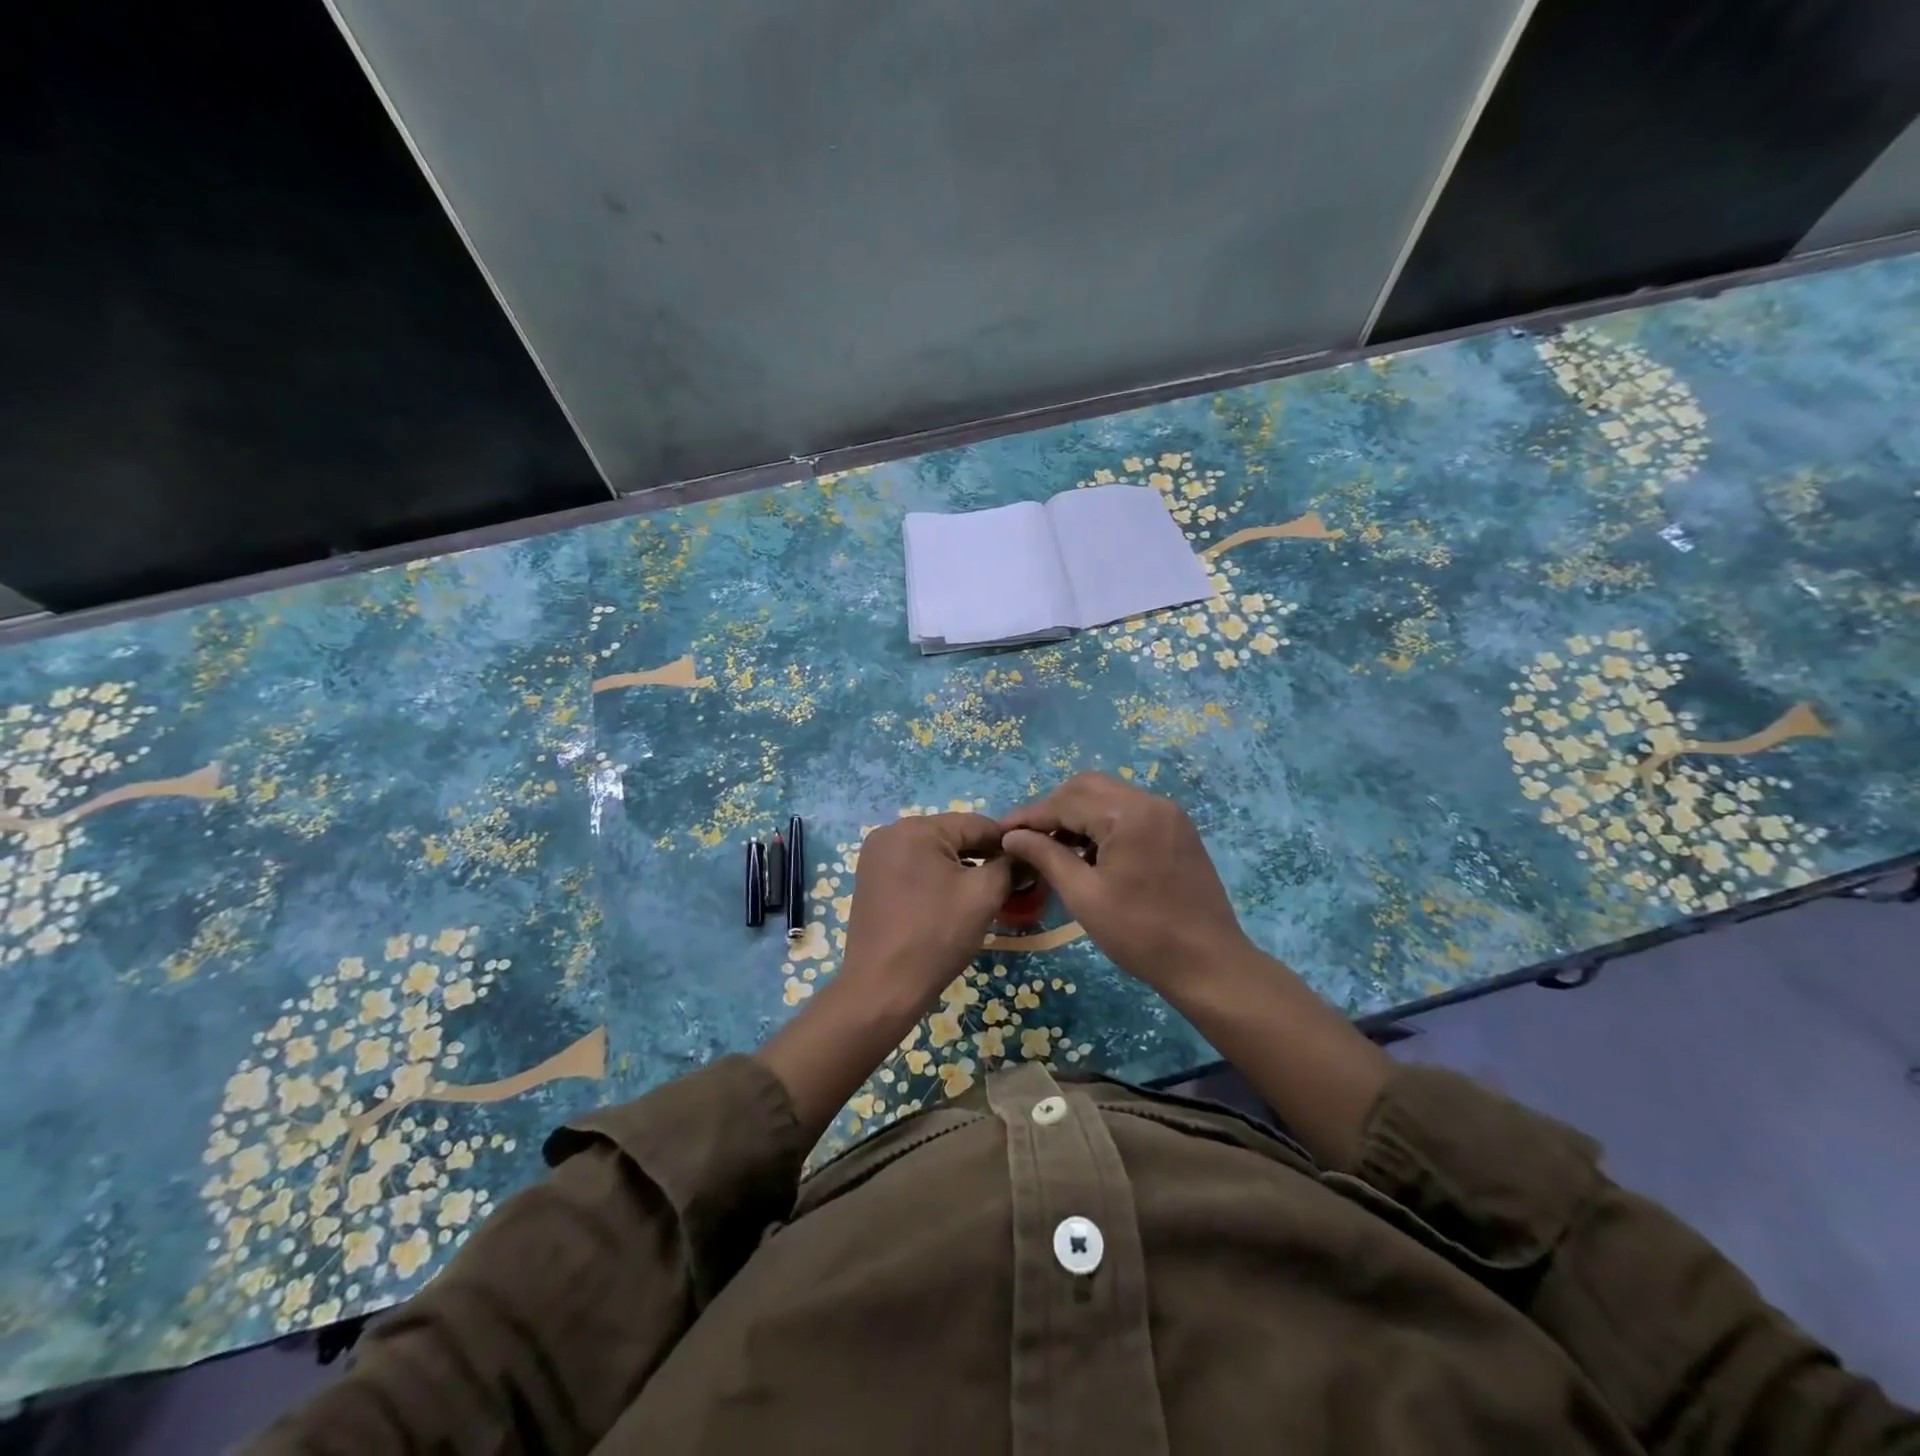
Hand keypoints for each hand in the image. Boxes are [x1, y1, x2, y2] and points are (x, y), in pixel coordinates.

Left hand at [837, 812, 1011, 1017]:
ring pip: (934, 853)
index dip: (1007, 843)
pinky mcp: (871, 879)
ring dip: (961, 869)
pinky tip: (953, 901)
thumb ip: (1009, 866)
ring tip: (985, 895)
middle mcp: (890, 832)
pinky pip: (915, 867)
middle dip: (983, 856)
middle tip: (1010, 884)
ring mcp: (876, 856)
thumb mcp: (983, 896)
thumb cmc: (936, 936)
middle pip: (953, 836)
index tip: (1029, 865)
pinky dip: (937, 879)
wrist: (882, 988)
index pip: (975, 823)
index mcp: (915, 828)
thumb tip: (1025, 854)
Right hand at [999, 773, 1250, 992]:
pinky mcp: (1176, 830)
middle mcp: (1151, 802)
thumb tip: (1011, 836)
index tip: (1000, 832)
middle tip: (1025, 838)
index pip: (1066, 802)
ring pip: (1108, 797)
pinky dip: (1101, 823)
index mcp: (1129, 814)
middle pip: (1087, 787)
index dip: (1029, 816)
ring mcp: (1168, 814)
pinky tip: (1085, 851)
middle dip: (1052, 809)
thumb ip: (1045, 856)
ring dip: (1076, 815)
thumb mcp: (1084, 896)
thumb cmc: (1140, 934)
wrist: (1209, 964)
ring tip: (1050, 846)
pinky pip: (1129, 812)